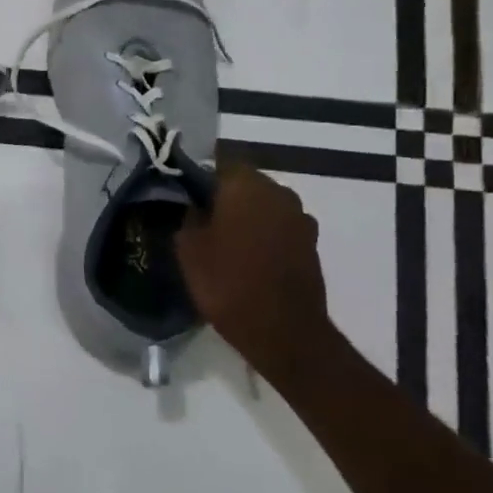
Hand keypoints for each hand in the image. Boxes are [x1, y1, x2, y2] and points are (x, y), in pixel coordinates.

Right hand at [176, 158, 331, 374]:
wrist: (283, 331)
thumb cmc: (227, 282)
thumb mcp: (187, 247)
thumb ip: (188, 215)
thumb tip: (192, 203)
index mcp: (245, 185)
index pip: (218, 161)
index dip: (198, 175)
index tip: (182, 192)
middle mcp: (278, 192)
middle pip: (244, 182)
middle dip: (223, 195)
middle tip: (198, 216)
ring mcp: (300, 218)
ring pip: (263, 205)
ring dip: (245, 215)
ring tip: (222, 239)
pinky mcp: (310, 243)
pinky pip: (278, 227)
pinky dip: (263, 235)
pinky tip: (246, 256)